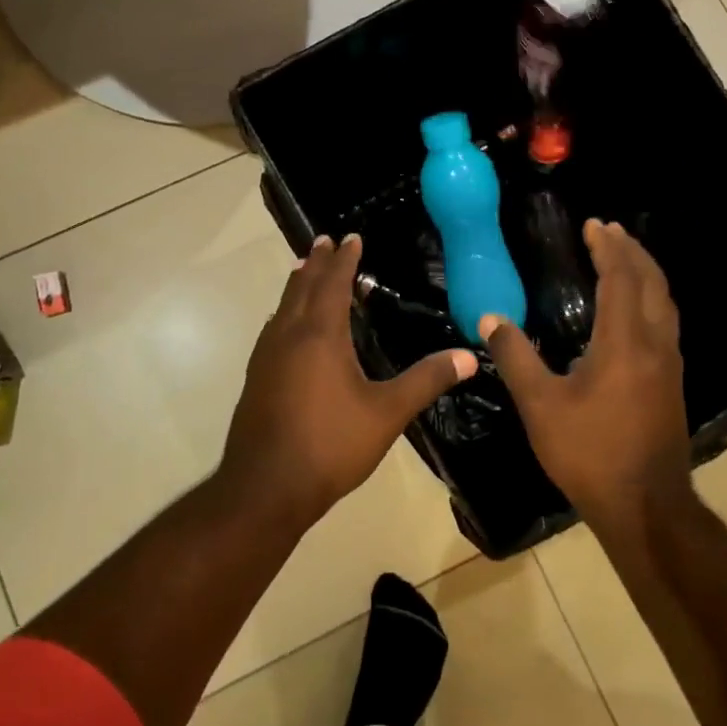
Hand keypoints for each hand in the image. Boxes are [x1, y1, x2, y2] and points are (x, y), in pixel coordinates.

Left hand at [223, 235, 476, 525]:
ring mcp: (266, 358)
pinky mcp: (256, 379)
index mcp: (320, 336)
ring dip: (297, 286)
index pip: (333, 284)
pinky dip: (285, 313)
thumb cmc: (330, 445)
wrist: (266, 488)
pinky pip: (273, 330)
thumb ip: (426, 380)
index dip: (344, 259)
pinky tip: (288, 328)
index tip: (351, 237)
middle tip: (325, 241)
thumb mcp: (387, 413)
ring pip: (283, 308)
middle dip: (316, 263)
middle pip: (301, 287)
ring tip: (305, 272)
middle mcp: (288, 336)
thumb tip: (470, 355)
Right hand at [479, 220, 690, 524]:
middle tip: (609, 231)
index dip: (607, 248)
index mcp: (624, 343)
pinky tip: (633, 310)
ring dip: (645, 273)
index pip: (621, 278)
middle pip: (651, 282)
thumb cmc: (589, 453)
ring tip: (623, 258)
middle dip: (632, 251)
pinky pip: (664, 322)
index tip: (593, 224)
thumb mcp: (540, 405)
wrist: (645, 506)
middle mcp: (655, 345)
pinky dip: (649, 298)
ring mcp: (669, 365)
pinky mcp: (671, 383)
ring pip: (664, 303)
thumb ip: (515, 357)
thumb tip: (490, 318)